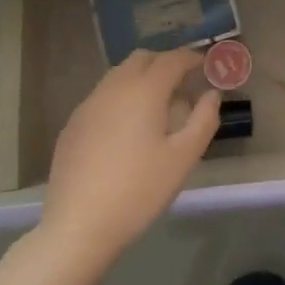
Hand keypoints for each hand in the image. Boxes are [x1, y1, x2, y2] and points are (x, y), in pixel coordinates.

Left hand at [36, 48, 219, 273]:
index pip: (172, 59)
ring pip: (119, 75)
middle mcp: (114, 87)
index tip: (206, 66)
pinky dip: (120, 97)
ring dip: (141, 78)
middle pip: (142, 59)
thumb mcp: (183, 158)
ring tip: (156, 106)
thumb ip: (204, 119)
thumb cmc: (138, 190)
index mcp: (144, 90)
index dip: (192, 58)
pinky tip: (126, 129)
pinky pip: (102, 96)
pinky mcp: (72, 125)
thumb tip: (211, 94)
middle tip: (182, 84)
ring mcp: (88, 105)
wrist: (77, 227)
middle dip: (165, 63)